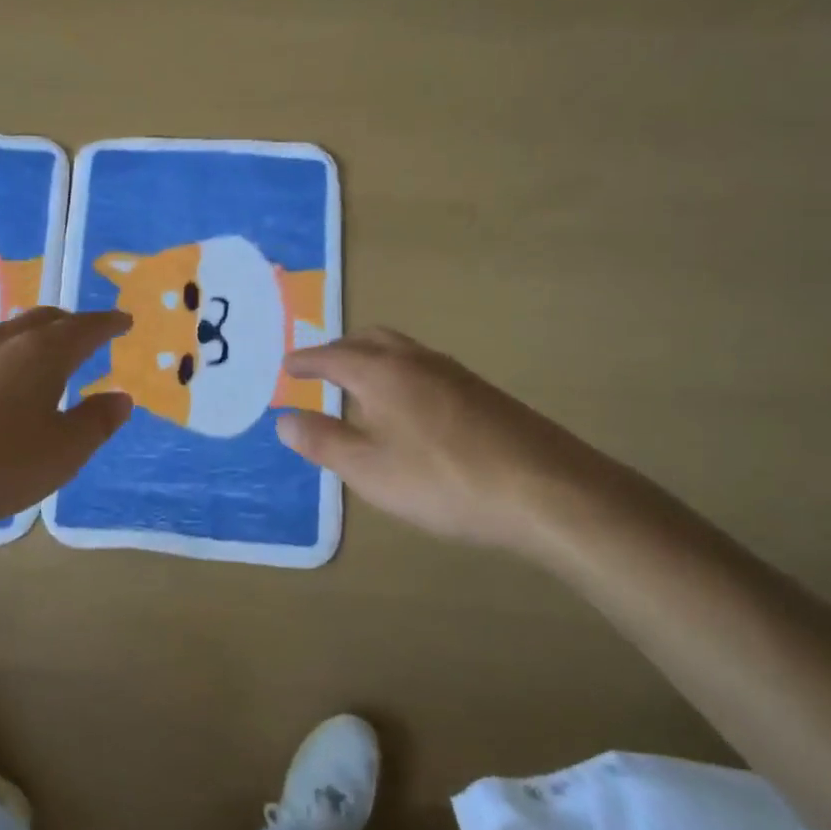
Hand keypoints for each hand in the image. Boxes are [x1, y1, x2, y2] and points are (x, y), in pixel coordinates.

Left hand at [0, 308, 132, 536]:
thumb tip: (121, 396)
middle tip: (88, 334)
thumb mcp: (62, 452)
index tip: (123, 321)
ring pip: (10, 332)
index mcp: (42, 353)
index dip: (108, 323)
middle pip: (45, 319)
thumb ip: (96, 422)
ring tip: (46, 356)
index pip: (85, 327)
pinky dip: (6, 356)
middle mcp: (3, 341)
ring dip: (35, 337)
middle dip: (71, 323)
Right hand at [276, 328, 616, 554]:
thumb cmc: (443, 481)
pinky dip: (400, 374)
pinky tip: (408, 409)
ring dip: (373, 359)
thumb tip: (284, 419)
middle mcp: (418, 361)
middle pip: (371, 339)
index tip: (287, 364)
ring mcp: (456, 374)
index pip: (332, 356)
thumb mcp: (369, 470)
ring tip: (359, 387)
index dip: (306, 360)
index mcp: (383, 373)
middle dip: (340, 350)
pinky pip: (425, 368)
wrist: (547, 490)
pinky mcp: (483, 394)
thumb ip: (323, 442)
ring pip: (402, 351)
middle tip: (321, 369)